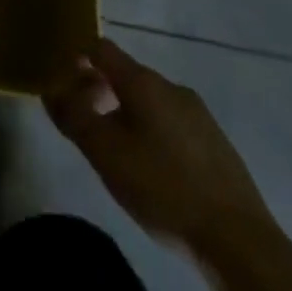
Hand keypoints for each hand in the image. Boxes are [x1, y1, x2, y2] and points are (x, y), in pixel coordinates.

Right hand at [44, 37, 277, 258]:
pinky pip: (171, 123)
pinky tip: (152, 171)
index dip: (76, 59)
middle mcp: (172, 87)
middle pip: (125, 74)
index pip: (100, 48)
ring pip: (149, 101)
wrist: (240, 242)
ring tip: (116, 153)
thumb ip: (73, 116)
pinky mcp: (216, 143)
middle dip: (99, 91)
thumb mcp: (104, 153)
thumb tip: (51, 90)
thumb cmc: (163, 189)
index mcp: (144, 82)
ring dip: (125, 114)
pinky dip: (151, 133)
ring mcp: (199, 115)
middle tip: (84, 126)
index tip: (62, 86)